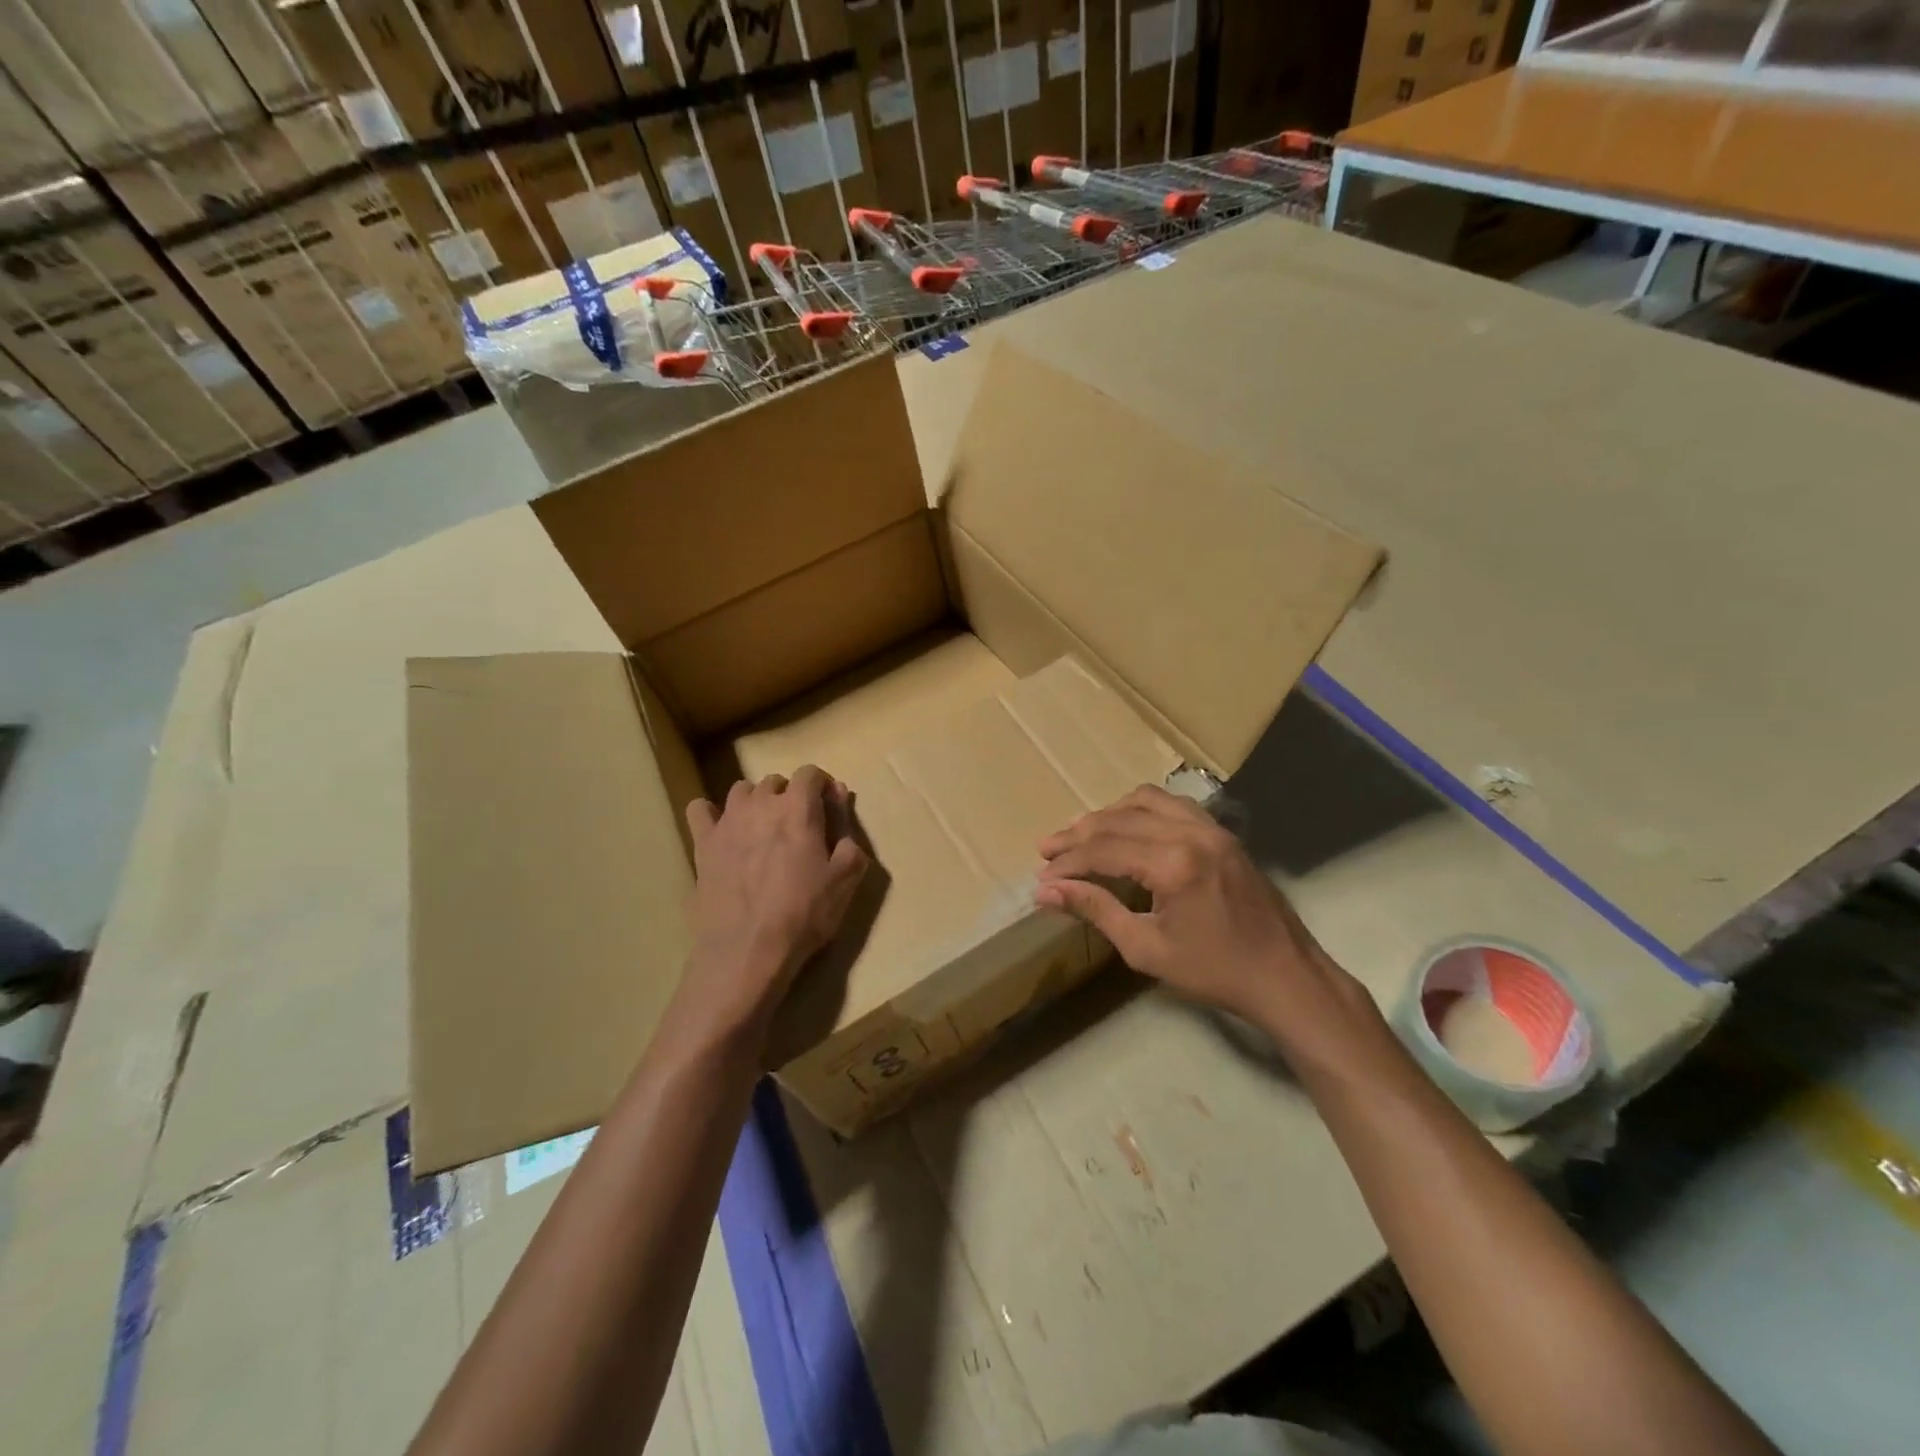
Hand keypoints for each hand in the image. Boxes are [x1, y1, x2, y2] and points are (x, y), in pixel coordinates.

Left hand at [679, 765, 868, 1044]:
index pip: (810, 773)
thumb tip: (840, 795)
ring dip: (756, 801)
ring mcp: (727, 821)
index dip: (822, 786)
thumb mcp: (847, 876)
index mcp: (798, 808)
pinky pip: (700, 810)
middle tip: (799, 827)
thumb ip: (848, 829)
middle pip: (776, 781)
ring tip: (763, 829)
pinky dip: (712, 814)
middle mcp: (760, 803)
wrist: (748, 950)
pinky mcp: (702, 843)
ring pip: (741, 791)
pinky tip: (723, 833)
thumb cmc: (805, 913)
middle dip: (790, 795)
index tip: (829, 807)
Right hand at [1035, 785, 1371, 1051]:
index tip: (1041, 875)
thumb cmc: (1214, 971)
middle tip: (1047, 850)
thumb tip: (1047, 890)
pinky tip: (1125, 824)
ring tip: (1079, 833)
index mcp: (1173, 864)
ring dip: (1108, 814)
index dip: (1068, 862)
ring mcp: (1211, 827)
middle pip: (1118, 820)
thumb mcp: (1146, 948)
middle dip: (1078, 835)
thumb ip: (1096, 910)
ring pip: (1145, 801)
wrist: (1285, 976)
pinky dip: (1140, 808)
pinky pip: (1173, 803)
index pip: (1103, 850)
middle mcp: (1191, 833)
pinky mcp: (1222, 832)